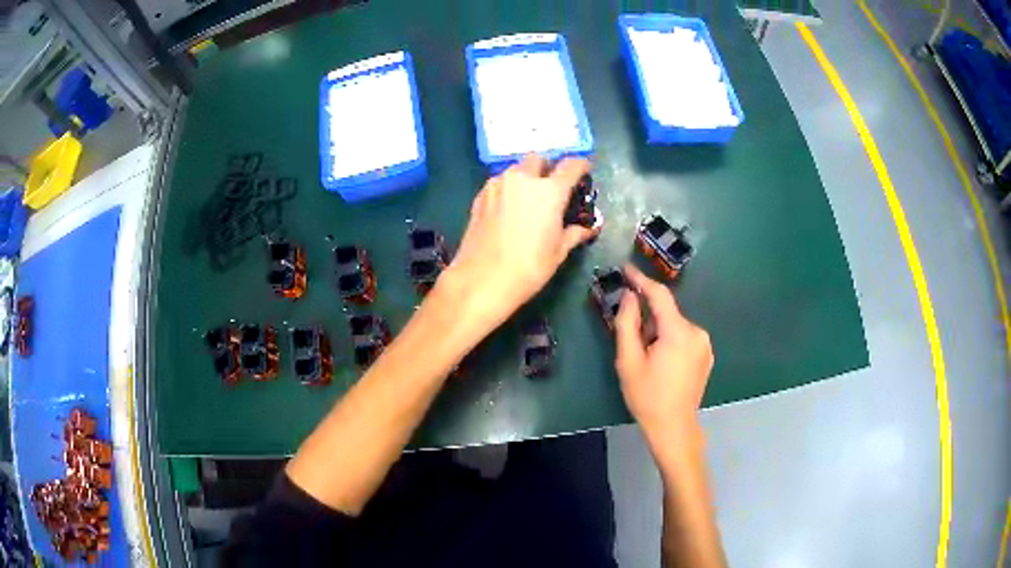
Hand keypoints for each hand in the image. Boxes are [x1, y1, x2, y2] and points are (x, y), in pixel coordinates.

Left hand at [439, 155, 597, 334]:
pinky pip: (499, 183)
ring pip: (516, 169)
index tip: (584, 171)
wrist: (482, 279)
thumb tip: (589, 228)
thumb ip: (575, 233)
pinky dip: (509, 188)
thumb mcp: (558, 252)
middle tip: (553, 187)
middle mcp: (523, 179)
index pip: (571, 166)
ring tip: (529, 199)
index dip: (581, 166)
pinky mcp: (480, 195)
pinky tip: (509, 208)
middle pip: (539, 160)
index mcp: (549, 191)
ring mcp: (498, 185)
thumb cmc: (529, 267)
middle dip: (548, 168)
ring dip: (526, 177)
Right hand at [614, 265, 713, 442]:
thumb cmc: (647, 396)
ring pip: (675, 326)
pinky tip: (664, 364)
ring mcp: (705, 344)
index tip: (625, 268)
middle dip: (648, 321)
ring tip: (649, 360)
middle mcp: (696, 332)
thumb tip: (630, 296)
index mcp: (677, 332)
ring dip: (659, 333)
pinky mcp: (706, 355)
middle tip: (634, 346)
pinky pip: (684, 337)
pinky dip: (671, 341)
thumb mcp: (628, 360)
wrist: (673, 426)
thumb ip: (627, 323)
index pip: (659, 295)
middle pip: (666, 314)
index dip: (641, 280)